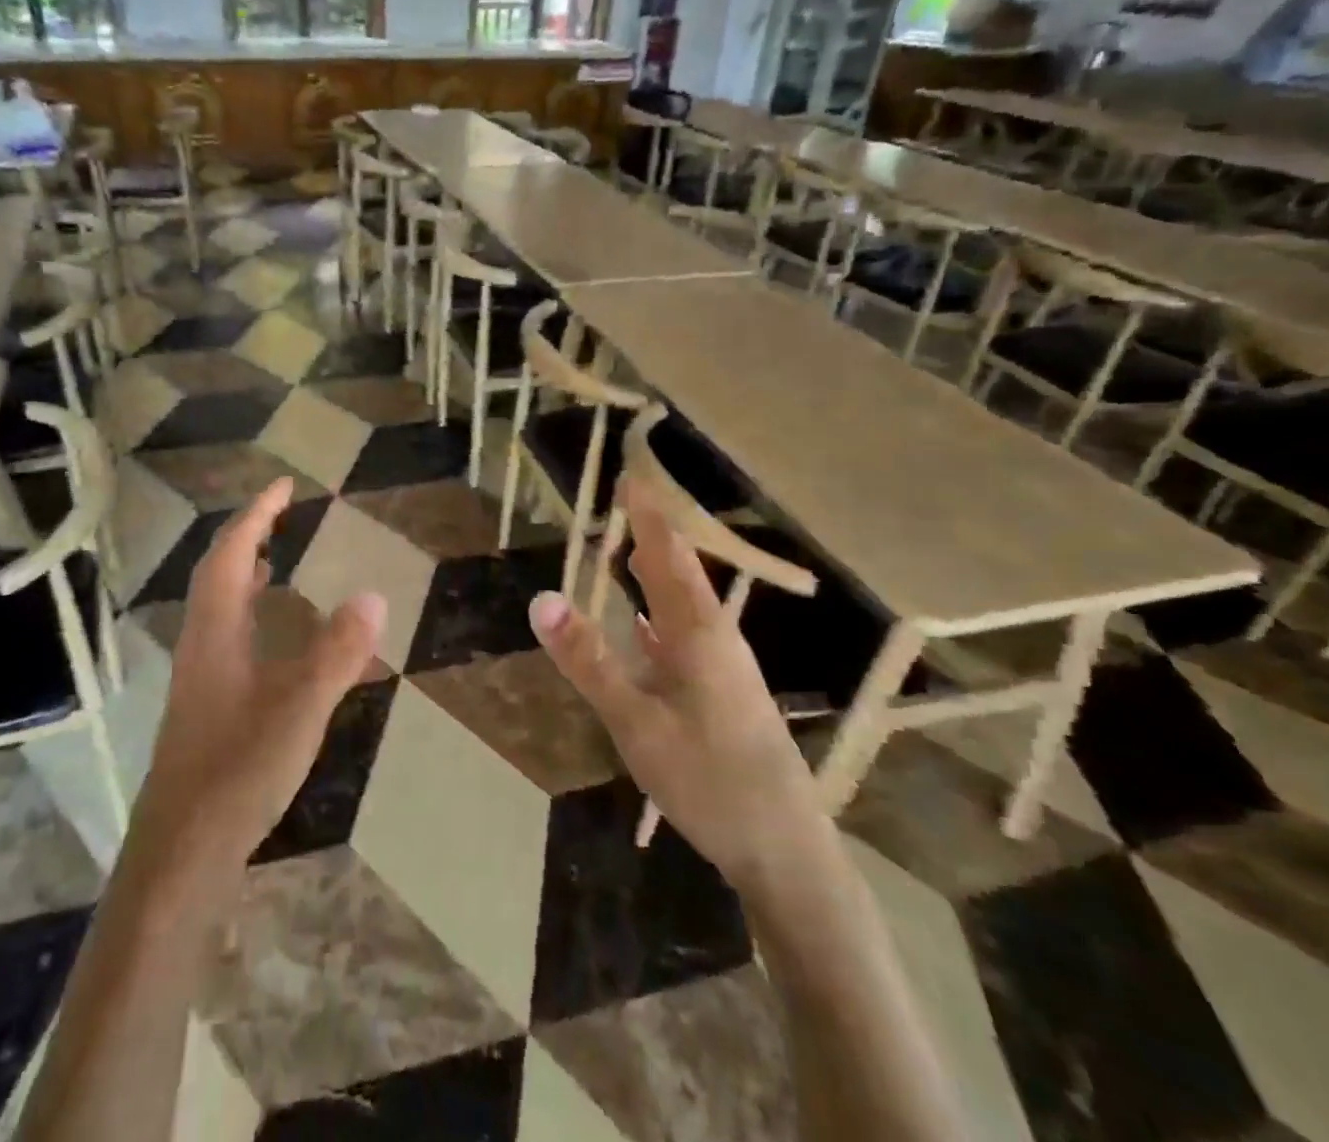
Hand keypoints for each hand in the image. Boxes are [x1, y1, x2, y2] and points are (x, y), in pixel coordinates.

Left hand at [134, 478, 385, 871]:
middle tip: (281, 514)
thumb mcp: (300, 707)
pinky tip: (271, 640)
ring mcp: (199, 676)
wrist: (181, 852)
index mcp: (216, 630)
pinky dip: (248, 615)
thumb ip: (337, 652)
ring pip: (218, 607)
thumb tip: (374, 594)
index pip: (231, 552)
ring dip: (243, 573)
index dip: (257, 514)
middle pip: (217, 572)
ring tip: (273, 560)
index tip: (284, 485)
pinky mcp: (204, 706)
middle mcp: (201, 643)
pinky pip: (226, 637)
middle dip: (247, 535)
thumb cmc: (238, 770)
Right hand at [527, 479, 827, 893]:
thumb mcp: (636, 722)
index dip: (647, 515)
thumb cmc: (710, 782)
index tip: (630, 475)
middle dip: (653, 534)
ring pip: (686, 603)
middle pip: (682, 571)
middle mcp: (717, 638)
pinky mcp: (725, 693)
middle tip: (625, 503)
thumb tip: (541, 597)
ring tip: (632, 548)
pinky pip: (687, 634)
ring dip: (659, 571)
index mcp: (699, 633)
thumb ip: (589, 660)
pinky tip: (649, 624)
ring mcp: (725, 668)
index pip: (668, 554)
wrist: (786, 853)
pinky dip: (662, 613)